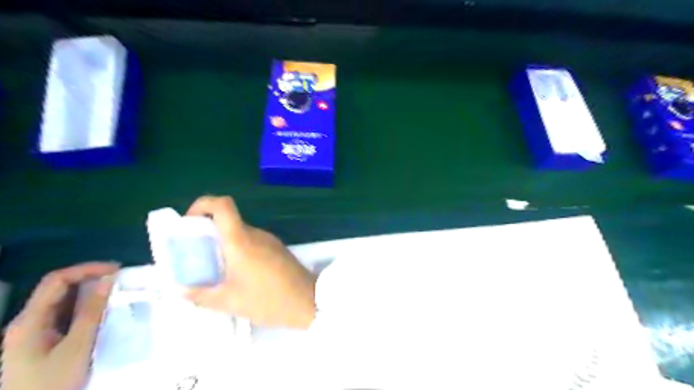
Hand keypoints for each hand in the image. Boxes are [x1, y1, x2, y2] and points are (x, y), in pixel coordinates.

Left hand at [1, 260, 116, 389]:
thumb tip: (109, 279)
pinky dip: (84, 309)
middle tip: (121, 279)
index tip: (117, 270)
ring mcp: (31, 334)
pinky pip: (63, 317)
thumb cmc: (51, 384)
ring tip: (116, 293)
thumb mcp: (77, 347)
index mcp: (29, 320)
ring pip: (62, 303)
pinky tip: (101, 313)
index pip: (57, 280)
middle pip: (57, 289)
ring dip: (89, 294)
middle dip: (90, 279)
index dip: (87, 269)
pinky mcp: (39, 344)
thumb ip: (92, 311)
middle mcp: (26, 322)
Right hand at [182, 195, 315, 328]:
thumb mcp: (229, 301)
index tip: (189, 223)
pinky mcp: (277, 248)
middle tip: (196, 252)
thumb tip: (181, 290)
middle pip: (228, 219)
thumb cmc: (268, 300)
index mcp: (241, 240)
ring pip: (240, 232)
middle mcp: (255, 233)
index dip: (202, 205)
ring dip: (224, 242)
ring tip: (214, 267)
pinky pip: (252, 241)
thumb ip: (201, 295)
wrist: (308, 301)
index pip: (222, 205)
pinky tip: (237, 272)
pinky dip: (239, 249)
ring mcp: (269, 239)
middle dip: (208, 231)